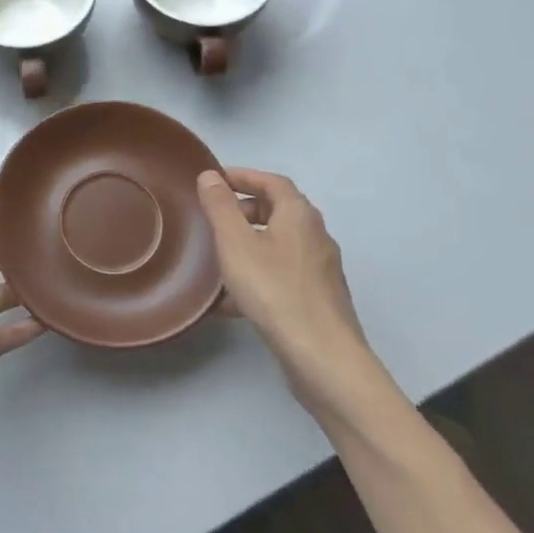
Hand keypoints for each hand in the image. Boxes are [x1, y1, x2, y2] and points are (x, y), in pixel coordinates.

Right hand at [196, 168, 372, 392]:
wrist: (323, 357)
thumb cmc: (275, 290)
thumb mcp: (236, 243)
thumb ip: (220, 206)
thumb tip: (210, 175)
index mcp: (299, 214)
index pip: (271, 181)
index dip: (243, 176)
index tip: (215, 180)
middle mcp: (316, 235)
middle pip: (278, 211)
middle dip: (245, 209)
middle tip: (214, 218)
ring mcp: (320, 269)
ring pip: (279, 245)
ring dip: (249, 244)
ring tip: (218, 258)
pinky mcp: (318, 299)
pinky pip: (282, 274)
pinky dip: (258, 274)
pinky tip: (232, 301)